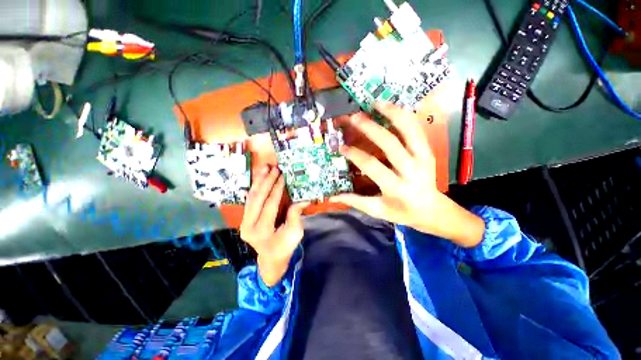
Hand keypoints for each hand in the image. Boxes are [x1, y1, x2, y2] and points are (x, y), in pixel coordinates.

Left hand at [240, 166, 308, 285]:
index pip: (270, 205)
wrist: (271, 258)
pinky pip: (249, 201)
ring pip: (251, 198)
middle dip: (266, 181)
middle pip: (257, 199)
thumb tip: (303, 199)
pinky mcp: (245, 219)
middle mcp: (249, 226)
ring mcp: (244, 222)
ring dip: (258, 182)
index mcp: (262, 231)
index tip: (282, 176)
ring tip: (265, 168)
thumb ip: (295, 215)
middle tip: (274, 168)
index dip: (277, 189)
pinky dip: (255, 188)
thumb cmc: (285, 246)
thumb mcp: (294, 233)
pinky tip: (258, 178)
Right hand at [330, 102, 483, 247]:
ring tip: (376, 103)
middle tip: (354, 118)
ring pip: (409, 131)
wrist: (433, 210)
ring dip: (392, 114)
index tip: (342, 147)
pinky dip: (405, 116)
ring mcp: (423, 158)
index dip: (355, 155)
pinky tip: (393, 108)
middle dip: (370, 128)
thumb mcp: (378, 210)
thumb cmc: (402, 212)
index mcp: (396, 187)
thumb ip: (356, 201)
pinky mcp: (429, 152)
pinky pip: (417, 130)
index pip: (372, 166)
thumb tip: (333, 196)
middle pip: (390, 144)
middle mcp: (411, 170)